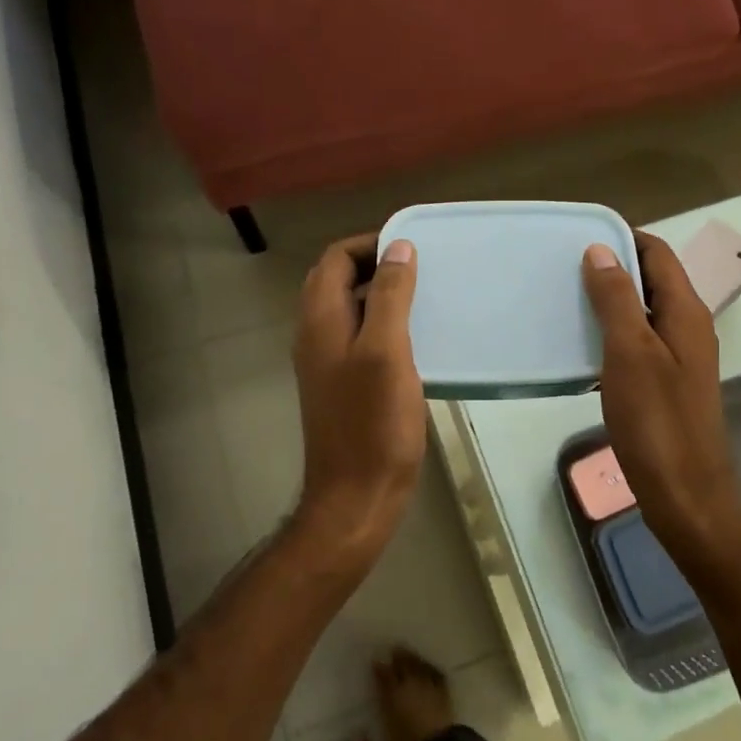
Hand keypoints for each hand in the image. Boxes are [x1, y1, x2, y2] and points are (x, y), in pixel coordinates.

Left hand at [290, 234, 427, 567]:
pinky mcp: (343, 383)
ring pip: (349, 307)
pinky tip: (416, 336)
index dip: (369, 244)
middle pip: (337, 279)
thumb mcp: (386, 351)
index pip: (335, 258)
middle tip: (420, 268)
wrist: (357, 496)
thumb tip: (398, 247)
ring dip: (380, 292)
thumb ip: (389, 295)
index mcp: (321, 320)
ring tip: (424, 295)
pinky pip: (359, 335)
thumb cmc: (373, 423)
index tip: (412, 247)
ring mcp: (327, 360)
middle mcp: (316, 334)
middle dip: (374, 263)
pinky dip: (383, 322)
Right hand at [582, 234, 740, 572]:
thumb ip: (617, 299)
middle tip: (564, 268)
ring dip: (611, 301)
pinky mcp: (667, 384)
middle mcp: (689, 327)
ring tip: (566, 301)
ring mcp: (680, 358)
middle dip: (613, 268)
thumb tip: (600, 250)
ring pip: (644, 312)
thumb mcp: (631, 353)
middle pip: (652, 280)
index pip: (658, 254)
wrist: (686, 496)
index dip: (623, 238)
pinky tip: (582, 347)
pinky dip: (613, 334)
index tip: (580, 236)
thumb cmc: (657, 422)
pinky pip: (639, 343)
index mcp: (686, 313)